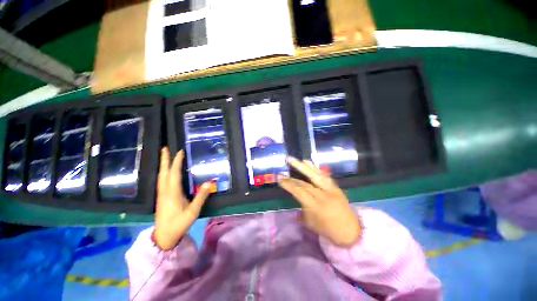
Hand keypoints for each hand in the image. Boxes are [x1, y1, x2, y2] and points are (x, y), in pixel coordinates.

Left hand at [154, 147, 211, 249]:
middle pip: (163, 173)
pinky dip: (162, 173)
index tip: (180, 152)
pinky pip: (161, 181)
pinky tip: (165, 172)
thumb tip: (210, 182)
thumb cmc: (179, 224)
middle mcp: (164, 192)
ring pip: (160, 177)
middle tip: (165, 148)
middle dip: (164, 160)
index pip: (173, 174)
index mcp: (172, 193)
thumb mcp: (193, 212)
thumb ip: (201, 197)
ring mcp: (161, 195)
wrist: (163, 237)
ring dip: (162, 165)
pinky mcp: (161, 198)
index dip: (176, 162)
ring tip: (164, 156)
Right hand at [278, 157, 361, 246]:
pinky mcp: (336, 187)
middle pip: (306, 183)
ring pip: (316, 176)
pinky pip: (325, 176)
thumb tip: (296, 198)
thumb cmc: (328, 230)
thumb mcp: (310, 223)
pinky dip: (316, 168)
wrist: (351, 232)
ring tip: (296, 160)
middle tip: (285, 166)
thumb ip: (302, 209)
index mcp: (315, 206)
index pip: (299, 191)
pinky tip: (309, 163)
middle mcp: (323, 196)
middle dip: (293, 174)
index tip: (279, 178)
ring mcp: (331, 190)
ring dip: (305, 167)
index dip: (288, 184)